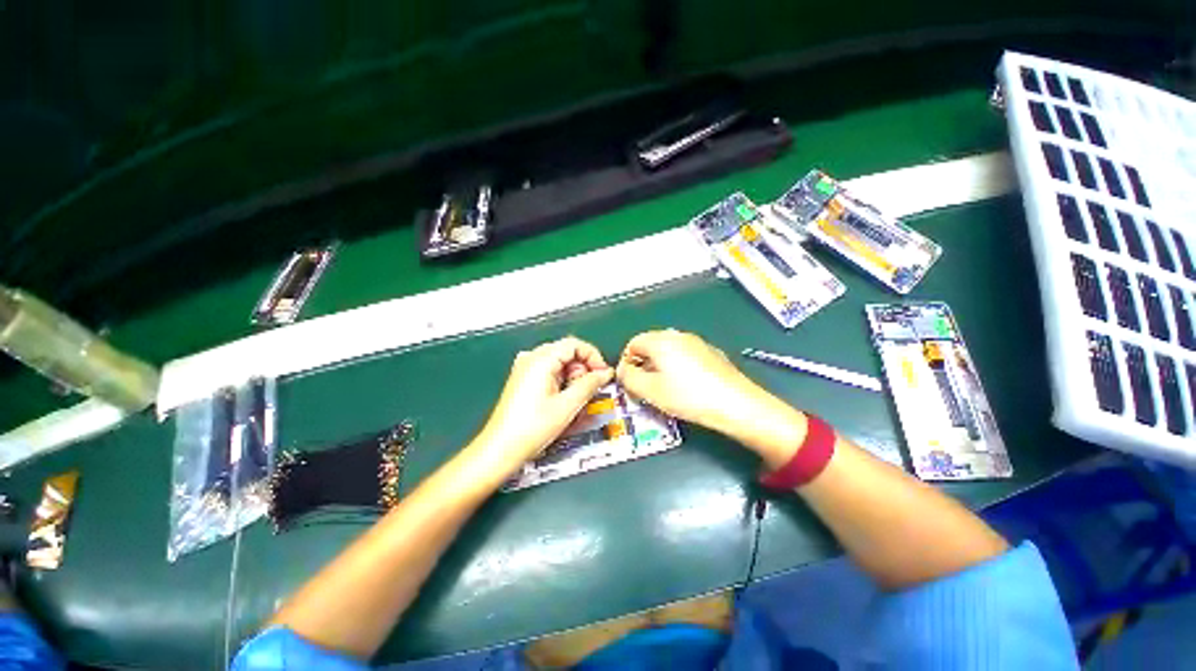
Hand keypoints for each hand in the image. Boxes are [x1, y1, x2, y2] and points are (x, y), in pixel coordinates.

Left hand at [473, 337, 614, 472]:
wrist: (500, 449)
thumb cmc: (532, 428)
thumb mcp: (568, 405)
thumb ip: (590, 384)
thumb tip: (605, 373)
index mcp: (541, 359)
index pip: (574, 344)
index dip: (593, 357)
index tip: (603, 375)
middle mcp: (531, 358)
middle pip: (567, 353)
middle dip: (583, 370)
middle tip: (589, 392)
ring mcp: (525, 368)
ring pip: (559, 363)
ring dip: (573, 378)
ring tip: (575, 400)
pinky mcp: (524, 380)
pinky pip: (549, 372)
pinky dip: (562, 382)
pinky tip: (563, 401)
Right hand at [615, 330, 807, 465]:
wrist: (735, 403)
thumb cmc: (687, 396)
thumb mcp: (650, 390)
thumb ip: (628, 377)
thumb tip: (622, 370)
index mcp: (661, 340)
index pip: (633, 343)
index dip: (626, 362)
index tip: (628, 382)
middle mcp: (678, 335)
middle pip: (651, 346)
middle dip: (642, 365)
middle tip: (643, 388)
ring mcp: (697, 343)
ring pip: (668, 351)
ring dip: (659, 367)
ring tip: (664, 389)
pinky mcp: (711, 353)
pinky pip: (685, 356)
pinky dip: (678, 368)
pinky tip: (686, 387)